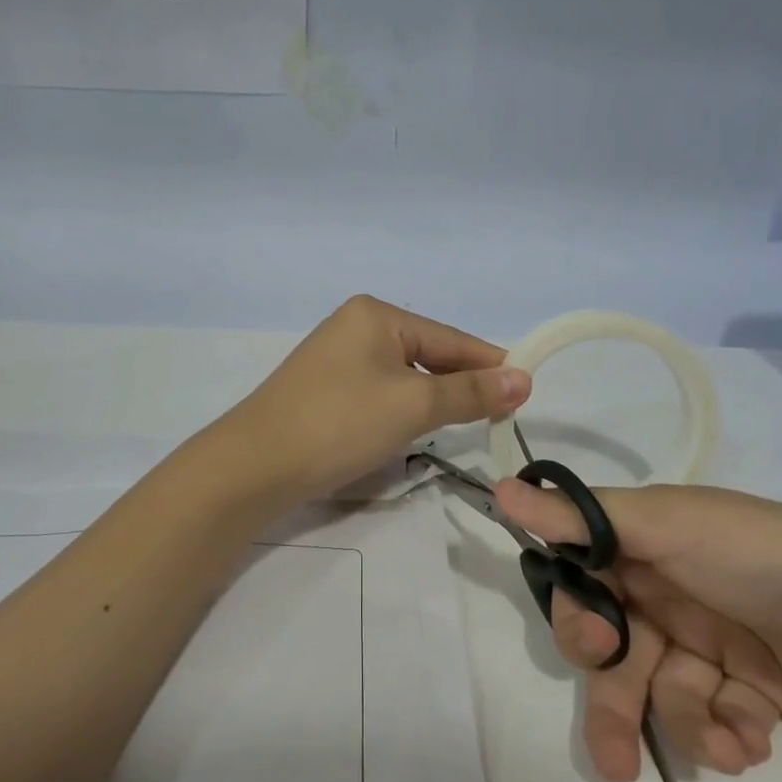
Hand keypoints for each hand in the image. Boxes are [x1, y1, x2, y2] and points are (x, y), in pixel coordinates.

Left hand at [223, 296, 530, 506]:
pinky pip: (379, 392)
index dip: (490, 364)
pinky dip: (402, 410)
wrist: (254, 465)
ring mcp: (335, 358)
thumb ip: (470, 392)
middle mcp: (354, 326)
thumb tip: (523, 379)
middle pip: (427, 354)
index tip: (527, 392)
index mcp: (377, 315)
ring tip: (463, 425)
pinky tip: (411, 430)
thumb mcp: (414, 405)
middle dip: (461, 385)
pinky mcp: (323, 390)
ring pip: (404, 377)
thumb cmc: (340, 422)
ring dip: (432, 400)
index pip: (450, 338)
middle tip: (500, 416)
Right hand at [493, 480, 781, 781]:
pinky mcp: (758, 689)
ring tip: (722, 742)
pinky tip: (754, 739)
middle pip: (616, 647)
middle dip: (615, 698)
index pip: (582, 576)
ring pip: (662, 691)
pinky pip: (716, 718)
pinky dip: (727, 735)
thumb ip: (585, 518)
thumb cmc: (774, 559)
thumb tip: (501, 489)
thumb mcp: (674, 527)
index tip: (597, 644)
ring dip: (681, 724)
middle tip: (619, 753)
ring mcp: (716, 640)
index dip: (578, 616)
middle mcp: (673, 587)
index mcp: (649, 542)